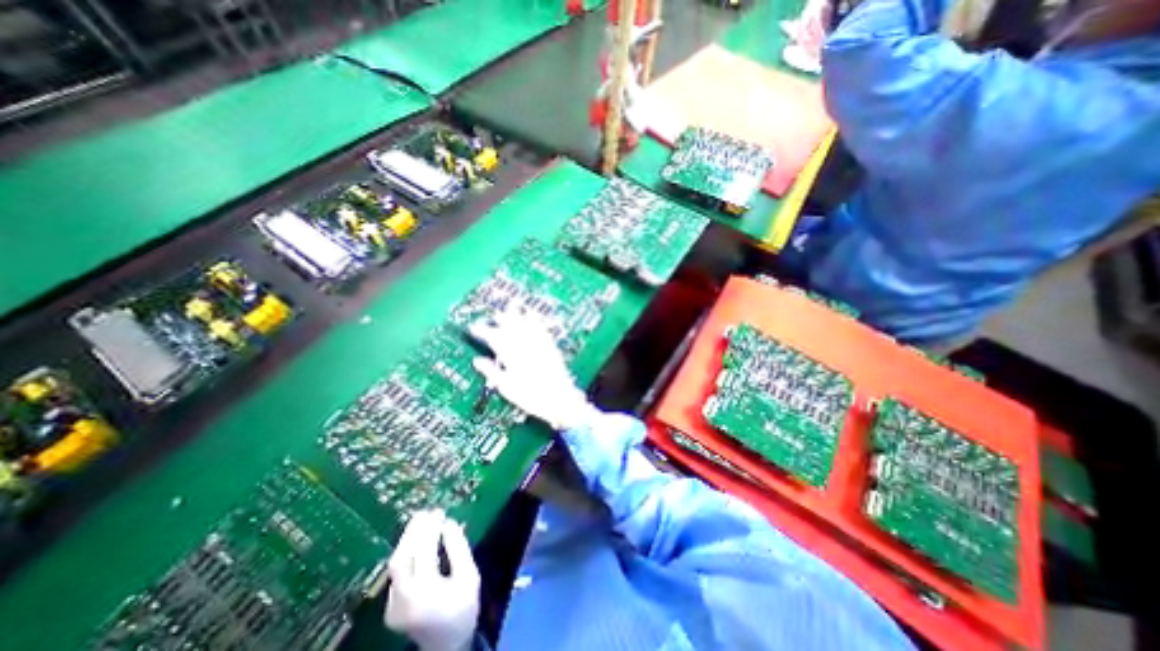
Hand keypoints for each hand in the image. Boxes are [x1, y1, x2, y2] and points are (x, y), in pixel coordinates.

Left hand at [383, 511, 480, 648]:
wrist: (447, 645)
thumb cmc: (464, 608)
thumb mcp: (469, 576)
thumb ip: (459, 549)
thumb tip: (449, 523)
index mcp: (426, 593)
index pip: (424, 554)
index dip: (430, 530)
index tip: (440, 513)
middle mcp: (403, 600)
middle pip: (401, 559)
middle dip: (413, 531)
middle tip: (427, 512)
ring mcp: (392, 605)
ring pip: (395, 564)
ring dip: (408, 539)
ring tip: (421, 520)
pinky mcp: (390, 606)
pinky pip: (397, 572)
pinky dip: (407, 552)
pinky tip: (417, 540)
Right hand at [470, 309, 596, 431]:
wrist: (559, 399)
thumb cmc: (531, 397)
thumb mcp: (507, 388)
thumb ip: (492, 371)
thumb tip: (477, 361)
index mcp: (512, 357)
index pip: (494, 339)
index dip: (483, 332)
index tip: (474, 328)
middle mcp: (525, 347)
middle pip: (511, 328)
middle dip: (502, 319)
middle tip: (495, 314)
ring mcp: (539, 345)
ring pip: (526, 325)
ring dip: (519, 315)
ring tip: (513, 305)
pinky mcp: (551, 347)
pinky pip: (543, 330)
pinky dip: (537, 321)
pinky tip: (535, 315)